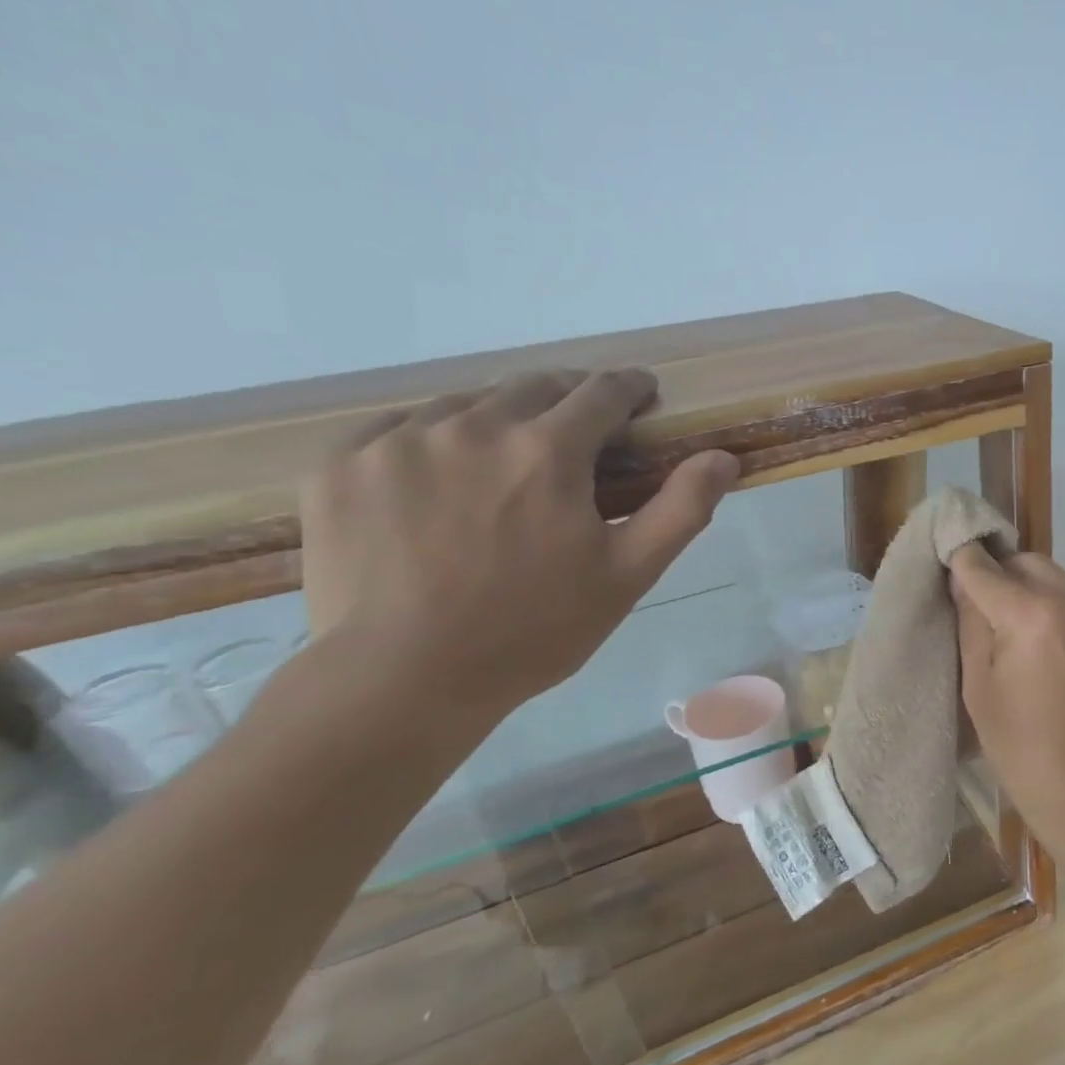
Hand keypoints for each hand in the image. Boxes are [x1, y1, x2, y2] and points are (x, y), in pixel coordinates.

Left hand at [301, 368, 737, 725]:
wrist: (402, 680)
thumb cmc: (533, 629)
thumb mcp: (627, 575)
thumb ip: (681, 508)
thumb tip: (722, 456)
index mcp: (548, 449)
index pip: (601, 392)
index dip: (629, 388)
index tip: (640, 394)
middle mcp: (473, 425)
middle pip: (534, 385)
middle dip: (568, 398)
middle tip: (579, 430)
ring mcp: (398, 439)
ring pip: (466, 404)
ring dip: (500, 420)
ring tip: (506, 462)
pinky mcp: (342, 463)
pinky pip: (398, 428)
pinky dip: (432, 441)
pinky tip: (437, 482)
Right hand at [949, 544, 1064, 862]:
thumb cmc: (1025, 752)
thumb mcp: (980, 689)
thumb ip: (971, 625)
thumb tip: (964, 580)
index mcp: (1034, 615)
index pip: (986, 568)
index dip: (963, 559)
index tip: (951, 554)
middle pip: (1030, 564)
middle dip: (1003, 574)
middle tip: (986, 606)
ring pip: (1063, 584)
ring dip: (1038, 596)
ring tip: (1025, 638)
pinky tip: (1062, 661)